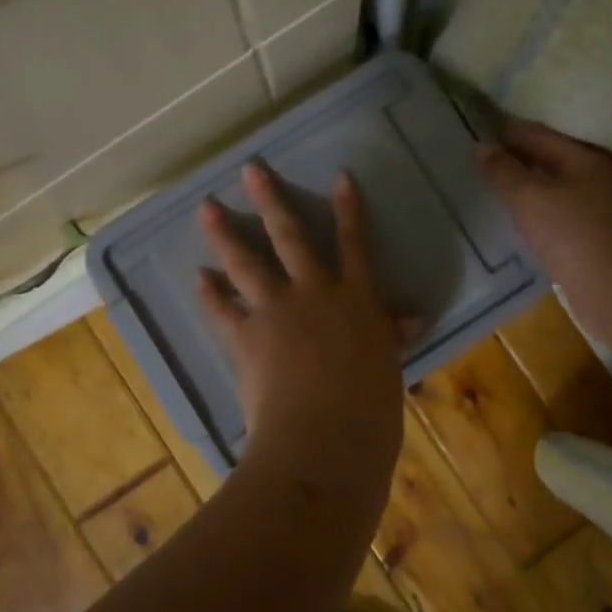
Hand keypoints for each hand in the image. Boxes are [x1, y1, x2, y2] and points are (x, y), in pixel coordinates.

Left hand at [197, 163, 406, 468]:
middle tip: (250, 169)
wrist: (325, 442)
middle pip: (291, 237)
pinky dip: (210, 294)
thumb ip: (391, 337)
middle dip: (271, 200)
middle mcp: (315, 294)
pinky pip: (222, 309)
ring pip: (247, 263)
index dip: (349, 209)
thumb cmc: (370, 413)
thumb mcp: (388, 370)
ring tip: (205, 208)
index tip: (339, 176)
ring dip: (225, 234)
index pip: (356, 245)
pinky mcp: (246, 338)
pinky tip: (198, 277)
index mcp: (357, 301)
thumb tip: (412, 318)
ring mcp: (277, 312)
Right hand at [474, 119, 611, 341]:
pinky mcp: (590, 237)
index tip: (471, 132)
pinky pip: (553, 213)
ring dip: (522, 186)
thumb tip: (480, 148)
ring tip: (486, 185)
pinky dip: (532, 211)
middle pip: (546, 159)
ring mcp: (595, 209)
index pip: (537, 134)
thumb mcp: (531, 198)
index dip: (504, 132)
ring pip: (549, 188)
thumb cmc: (575, 236)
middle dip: (512, 158)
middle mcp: (595, 177)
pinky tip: (512, 217)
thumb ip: (503, 172)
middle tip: (473, 159)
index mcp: (586, 158)